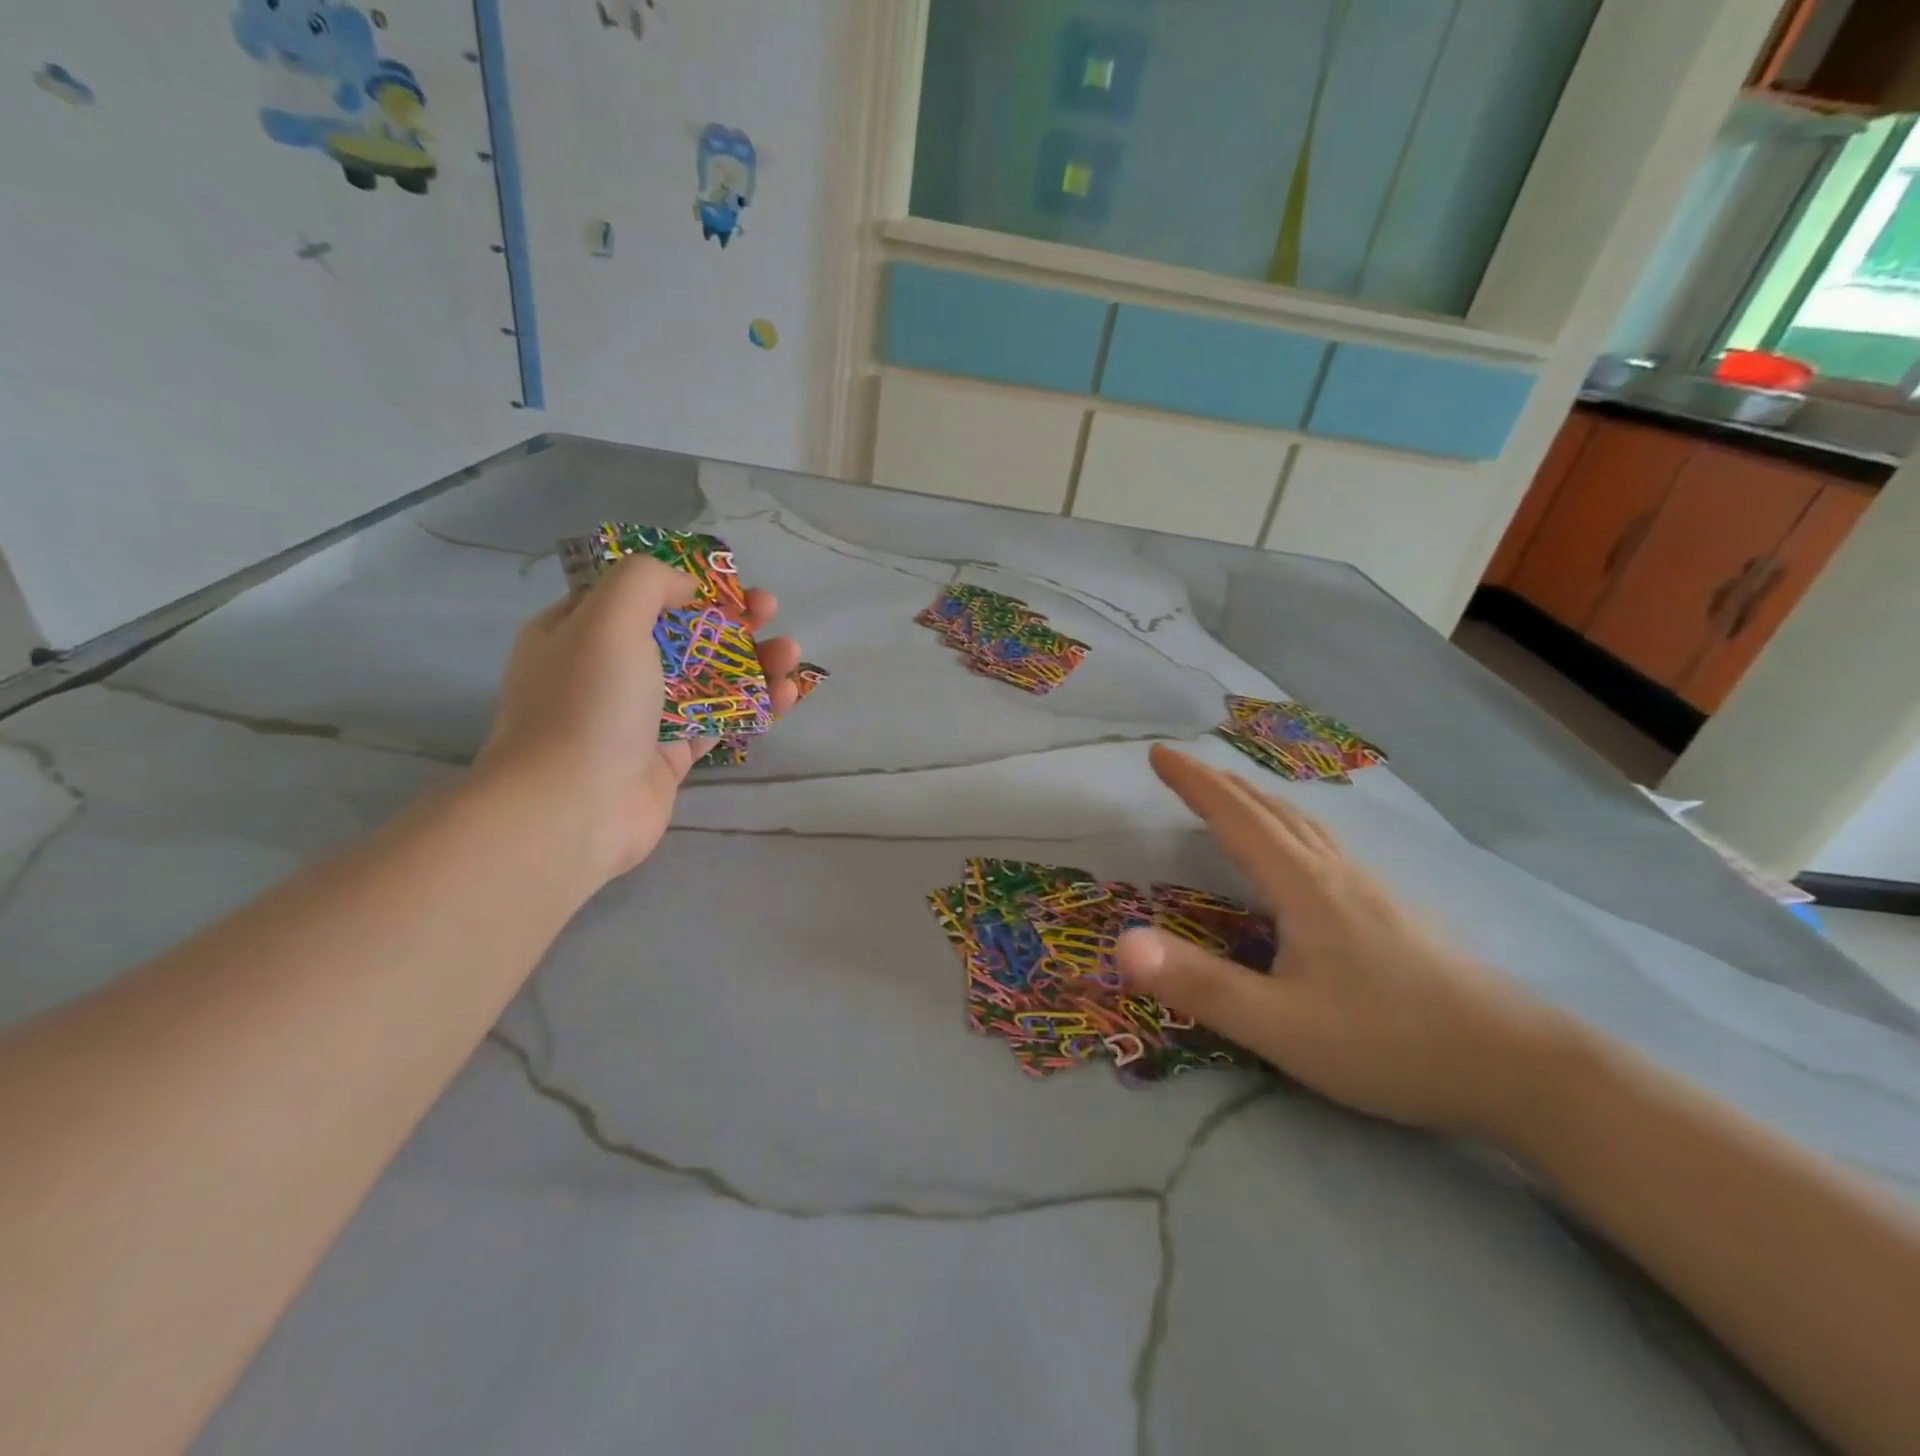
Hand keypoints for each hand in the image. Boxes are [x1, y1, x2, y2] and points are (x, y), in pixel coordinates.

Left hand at [477, 556, 800, 880]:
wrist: (574, 808)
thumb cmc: (589, 704)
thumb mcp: (609, 618)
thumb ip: (647, 582)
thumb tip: (686, 588)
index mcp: (576, 631)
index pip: (635, 594)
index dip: (684, 582)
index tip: (727, 582)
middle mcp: (606, 671)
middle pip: (679, 634)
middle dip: (729, 620)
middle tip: (769, 610)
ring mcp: (639, 717)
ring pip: (704, 678)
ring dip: (751, 661)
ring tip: (791, 653)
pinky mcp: (668, 757)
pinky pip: (716, 721)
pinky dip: (752, 705)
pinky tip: (786, 694)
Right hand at [1115, 745, 1570, 1136]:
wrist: (1519, 1067)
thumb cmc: (1390, 1043)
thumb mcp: (1281, 1026)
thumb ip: (1201, 986)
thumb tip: (1122, 944)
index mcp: (1302, 885)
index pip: (1235, 817)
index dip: (1193, 783)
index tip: (1158, 754)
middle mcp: (1333, 872)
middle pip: (1269, 809)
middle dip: (1220, 783)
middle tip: (1182, 769)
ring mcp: (1367, 889)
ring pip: (1301, 824)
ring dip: (1256, 800)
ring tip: (1231, 796)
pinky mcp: (1388, 911)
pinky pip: (1321, 845)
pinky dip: (1288, 825)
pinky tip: (1298, 853)